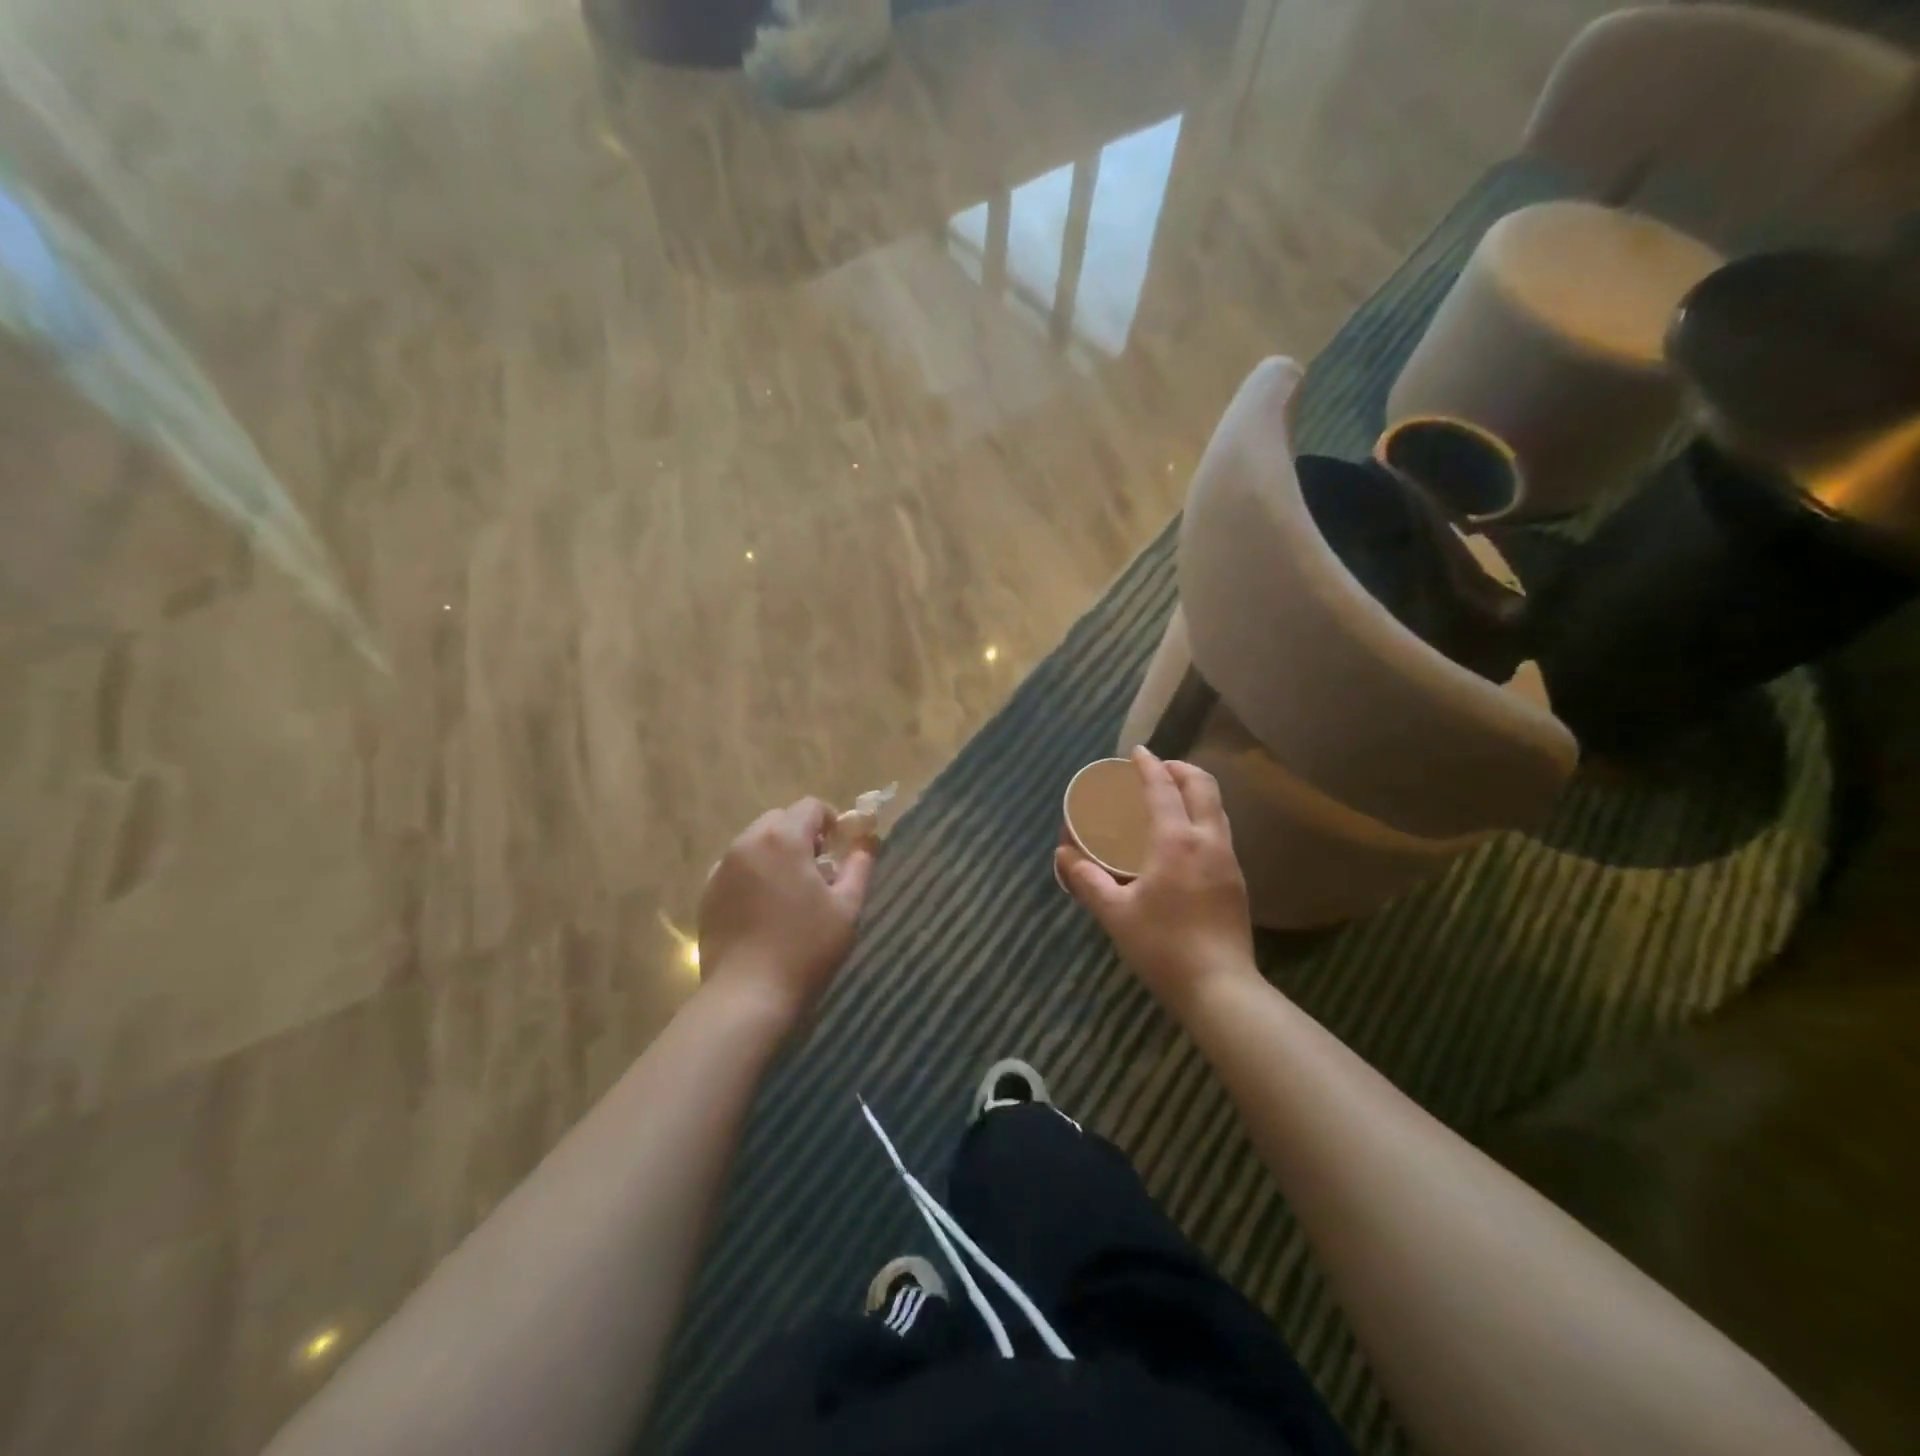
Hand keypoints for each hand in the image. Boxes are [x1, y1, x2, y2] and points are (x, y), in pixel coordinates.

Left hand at [697, 798, 873, 1026]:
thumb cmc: (806, 948)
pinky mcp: (707, 893)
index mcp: (783, 839)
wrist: (748, 995)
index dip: (831, 821)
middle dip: (801, 834)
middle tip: (818, 870)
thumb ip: (859, 866)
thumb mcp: (846, 907)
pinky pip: (735, 867)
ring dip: (776, 853)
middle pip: (779, 820)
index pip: (810, 806)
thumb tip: (867, 842)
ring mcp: (722, 868)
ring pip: (754, 842)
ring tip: (790, 891)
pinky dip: (753, 873)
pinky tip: (764, 908)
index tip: (840, 849)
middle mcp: (747, 843)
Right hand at [1057, 748, 1255, 1014]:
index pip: (1163, 789)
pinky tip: (1185, 838)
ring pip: (1217, 809)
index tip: (1137, 752)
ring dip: (1195, 791)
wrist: (1220, 988)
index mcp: (1176, 842)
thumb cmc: (1162, 947)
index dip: (1149, 766)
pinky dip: (1202, 816)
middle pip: (1203, 787)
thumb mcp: (1114, 913)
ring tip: (1171, 797)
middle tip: (1157, 769)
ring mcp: (1228, 860)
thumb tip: (1064, 855)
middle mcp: (1208, 841)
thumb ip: (1087, 880)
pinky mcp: (1237, 881)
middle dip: (1180, 769)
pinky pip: (1220, 831)